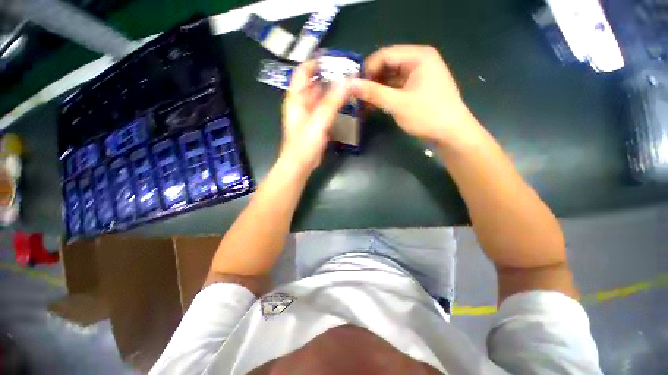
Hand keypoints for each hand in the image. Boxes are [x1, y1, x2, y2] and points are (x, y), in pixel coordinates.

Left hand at [280, 60, 348, 172]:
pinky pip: (327, 109)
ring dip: (334, 91)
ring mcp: (310, 114)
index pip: (303, 72)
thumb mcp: (318, 121)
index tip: (335, 58)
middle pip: (315, 83)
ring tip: (351, 85)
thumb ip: (332, 102)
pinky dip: (335, 104)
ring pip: (322, 96)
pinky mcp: (317, 124)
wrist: (300, 165)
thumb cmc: (304, 144)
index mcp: (296, 98)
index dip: (316, 62)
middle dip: (330, 76)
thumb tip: (347, 81)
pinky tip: (347, 103)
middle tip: (349, 72)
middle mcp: (302, 103)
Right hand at [350, 45, 478, 145]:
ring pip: (391, 78)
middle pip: (388, 66)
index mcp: (418, 57)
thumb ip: (373, 93)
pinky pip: (397, 88)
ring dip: (377, 90)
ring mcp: (419, 76)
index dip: (367, 69)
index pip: (385, 55)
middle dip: (372, 81)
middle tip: (357, 97)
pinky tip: (375, 106)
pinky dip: (385, 96)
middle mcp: (419, 62)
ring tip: (363, 104)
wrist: (451, 134)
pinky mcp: (417, 89)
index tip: (354, 86)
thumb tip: (349, 85)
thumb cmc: (427, 116)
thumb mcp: (398, 104)